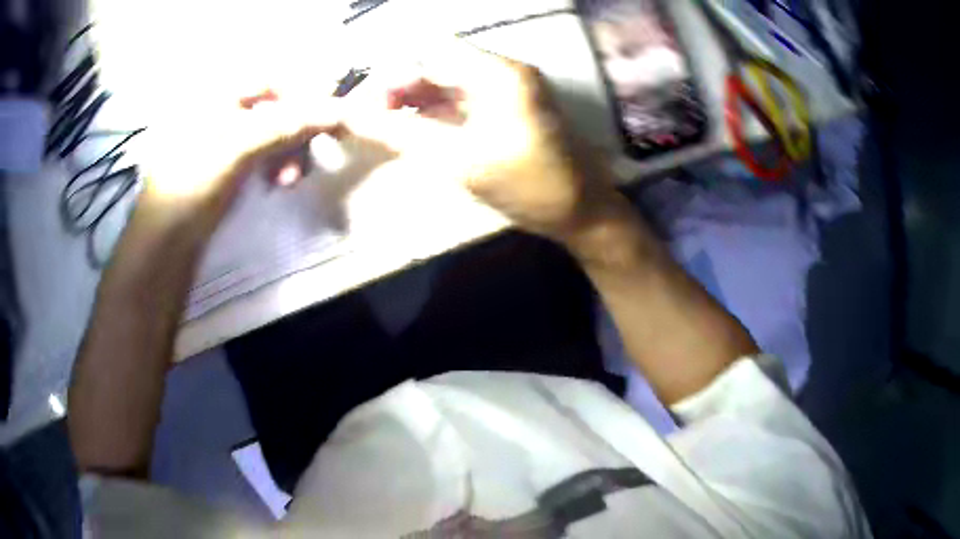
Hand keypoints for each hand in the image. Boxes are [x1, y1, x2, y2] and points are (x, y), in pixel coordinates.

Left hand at [135, 91, 340, 239]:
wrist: (165, 239)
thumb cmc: (192, 186)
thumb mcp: (237, 150)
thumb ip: (286, 126)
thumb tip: (337, 111)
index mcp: (219, 93)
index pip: (275, 79)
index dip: (304, 95)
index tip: (327, 121)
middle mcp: (225, 107)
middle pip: (278, 106)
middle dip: (297, 132)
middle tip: (303, 163)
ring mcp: (227, 135)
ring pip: (275, 130)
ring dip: (291, 152)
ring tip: (288, 181)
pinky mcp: (230, 161)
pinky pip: (266, 151)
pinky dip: (278, 164)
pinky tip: (278, 182)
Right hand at [344, 41, 625, 243]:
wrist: (581, 212)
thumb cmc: (527, 185)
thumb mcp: (459, 160)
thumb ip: (402, 134)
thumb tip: (352, 116)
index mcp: (498, 73)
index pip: (431, 56)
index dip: (393, 77)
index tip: (365, 107)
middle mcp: (504, 71)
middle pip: (440, 67)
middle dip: (401, 89)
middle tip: (371, 120)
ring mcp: (509, 90)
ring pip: (450, 85)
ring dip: (417, 102)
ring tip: (385, 127)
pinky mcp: (510, 109)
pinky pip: (464, 101)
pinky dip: (437, 113)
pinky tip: (415, 130)